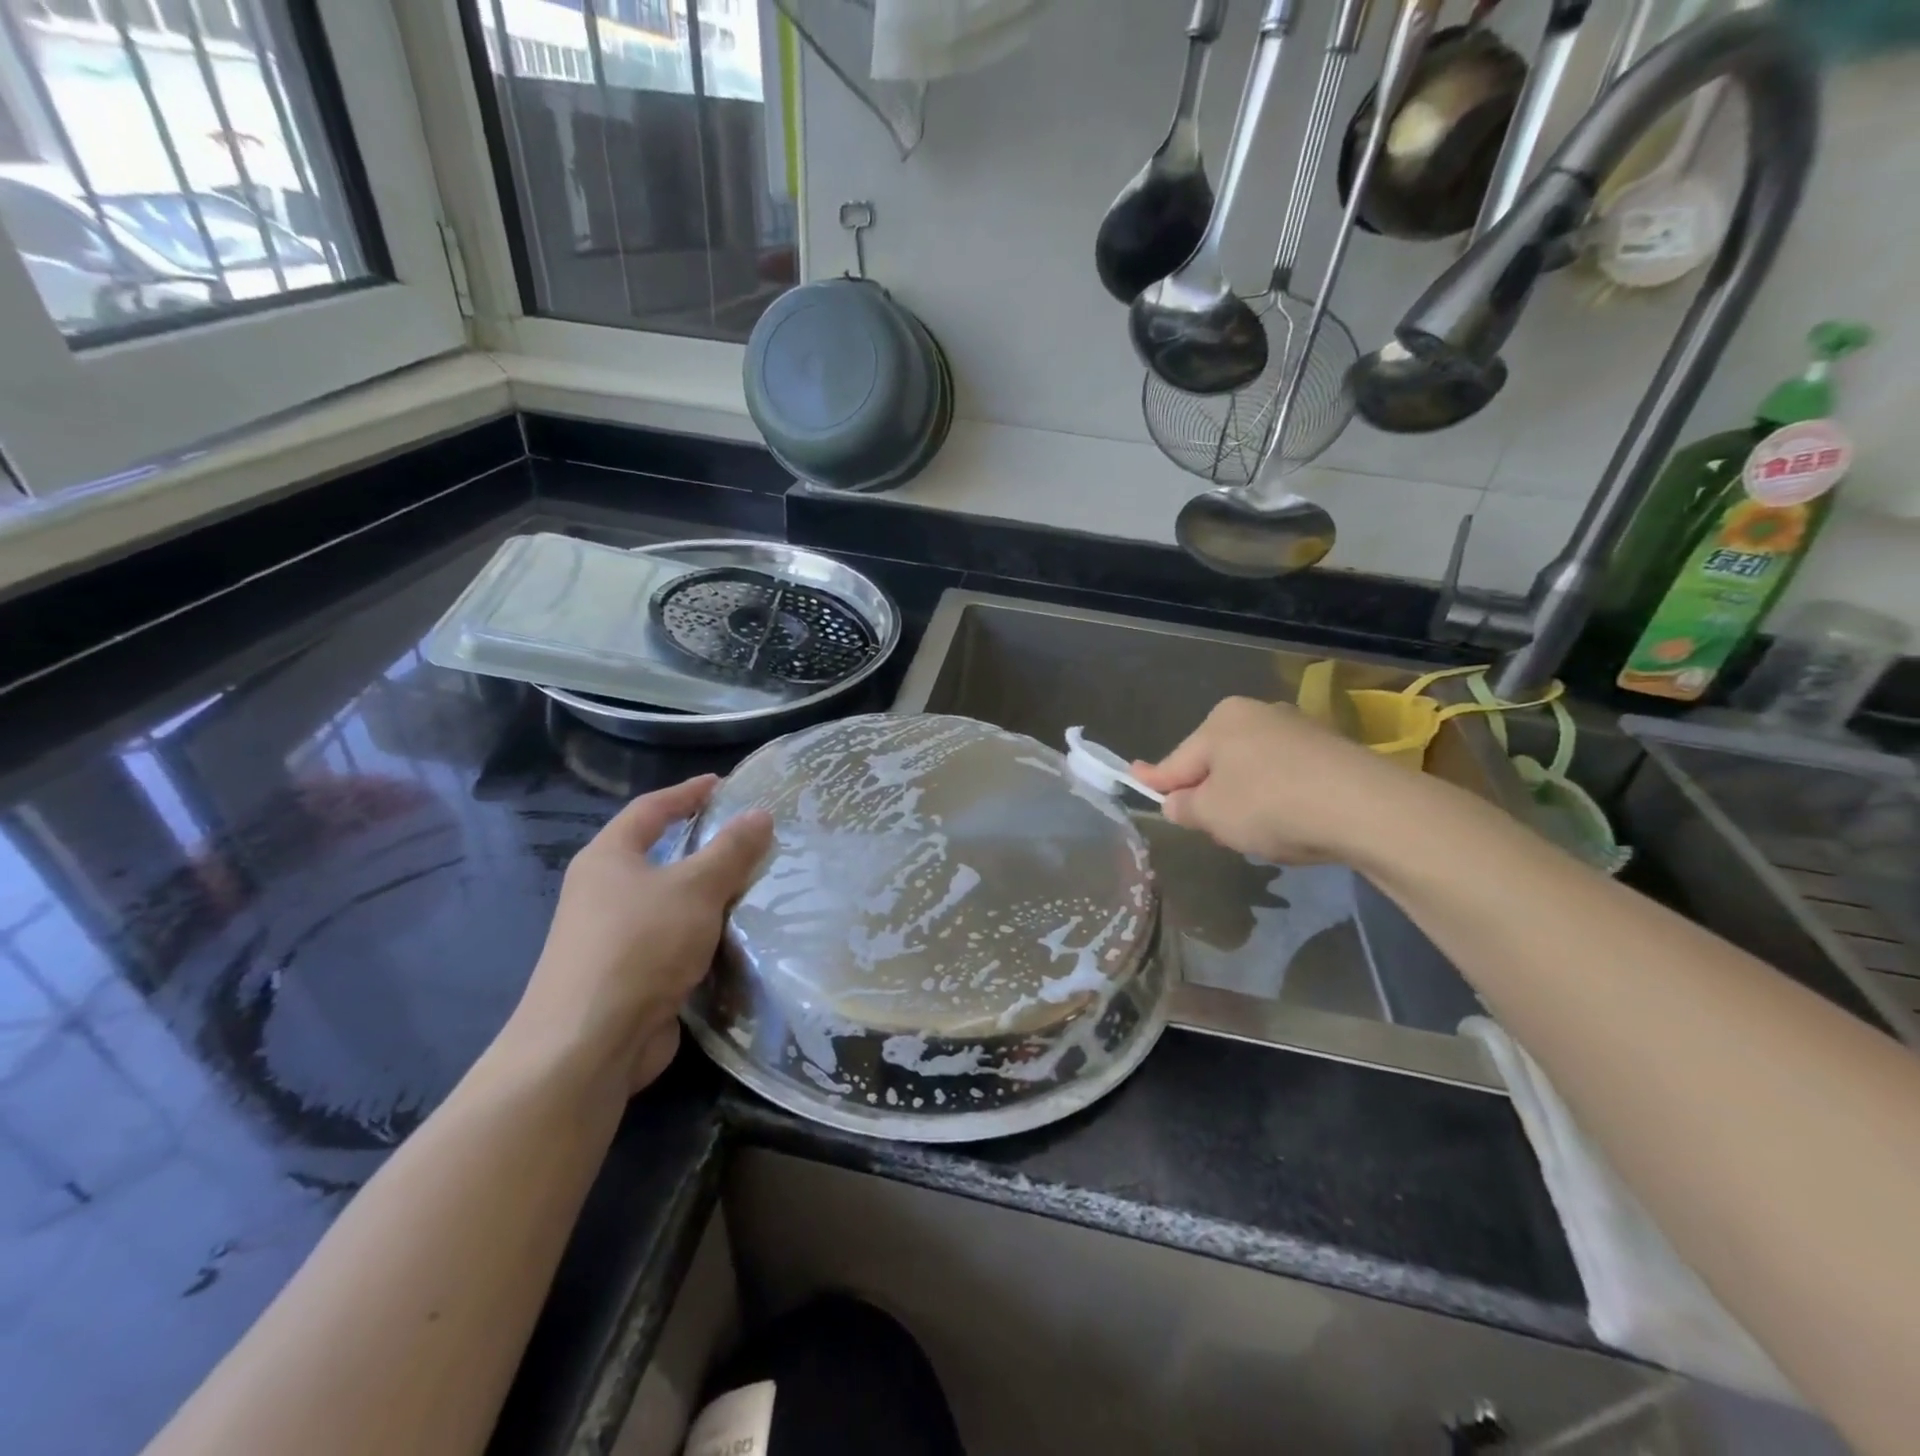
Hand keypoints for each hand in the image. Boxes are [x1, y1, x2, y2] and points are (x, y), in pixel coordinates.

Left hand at [502, 776, 772, 1096]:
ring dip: (709, 893)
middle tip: (751, 836)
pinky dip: (704, 932)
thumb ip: (731, 850)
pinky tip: (738, 935)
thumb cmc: (639, 946)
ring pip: (671, 901)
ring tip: (757, 883)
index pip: (650, 809)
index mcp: (608, 858)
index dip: (687, 792)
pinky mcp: (629, 976)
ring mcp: (613, 937)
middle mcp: (604, 892)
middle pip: (660, 855)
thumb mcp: (695, 888)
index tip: (722, 784)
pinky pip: (675, 940)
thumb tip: (760, 814)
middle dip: (704, 845)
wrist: (589, 1044)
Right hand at [1133, 697, 1417, 863]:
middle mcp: (1259, 714)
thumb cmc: (1269, 804)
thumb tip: (1176, 802)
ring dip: (1245, 798)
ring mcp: (1299, 729)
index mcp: (1222, 720)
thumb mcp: (1211, 814)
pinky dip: (1280, 798)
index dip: (1155, 779)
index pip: (1178, 759)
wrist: (1365, 808)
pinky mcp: (1333, 751)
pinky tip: (1293, 824)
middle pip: (1217, 762)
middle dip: (1209, 793)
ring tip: (1258, 833)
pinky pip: (1287, 777)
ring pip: (1253, 770)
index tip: (1133, 778)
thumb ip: (1184, 807)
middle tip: (1210, 829)